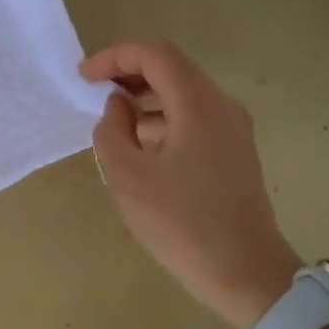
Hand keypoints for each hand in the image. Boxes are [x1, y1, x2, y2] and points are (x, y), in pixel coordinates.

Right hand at [81, 41, 302, 328]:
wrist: (244, 272)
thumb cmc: (181, 223)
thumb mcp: (127, 177)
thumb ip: (112, 130)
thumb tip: (118, 107)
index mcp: (199, 106)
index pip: (155, 56)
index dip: (115, 58)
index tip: (84, 77)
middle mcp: (222, 107)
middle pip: (172, 69)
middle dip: (129, 74)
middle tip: (94, 93)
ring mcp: (233, 130)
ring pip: (183, 94)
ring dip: (145, 99)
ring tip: (112, 124)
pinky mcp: (234, 152)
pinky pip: (194, 118)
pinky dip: (163, 119)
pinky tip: (141, 148)